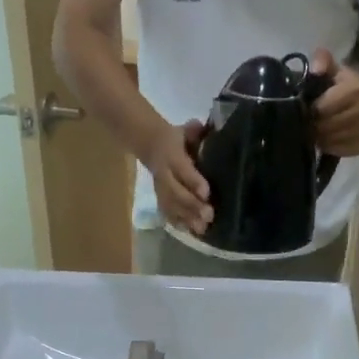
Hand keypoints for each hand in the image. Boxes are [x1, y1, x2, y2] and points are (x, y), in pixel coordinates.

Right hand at [145, 120, 212, 234]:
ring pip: (171, 205)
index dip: (193, 181)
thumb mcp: (183, 131)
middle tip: (209, 215)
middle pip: (176, 192)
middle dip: (192, 205)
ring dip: (186, 218)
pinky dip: (177, 222)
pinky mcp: (159, 196)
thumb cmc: (175, 138)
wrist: (149, 144)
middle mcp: (164, 173)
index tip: (206, 193)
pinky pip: (166, 211)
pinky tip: (189, 231)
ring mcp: (160, 187)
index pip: (182, 169)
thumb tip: (208, 127)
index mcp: (171, 154)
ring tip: (201, 228)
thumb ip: (194, 131)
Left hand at [309, 48, 358, 156]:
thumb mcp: (339, 69)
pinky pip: (336, 150)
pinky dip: (327, 145)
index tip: (304, 107)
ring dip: (317, 136)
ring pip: (328, 140)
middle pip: (323, 126)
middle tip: (305, 120)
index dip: (310, 108)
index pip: (322, 108)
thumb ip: (324, 63)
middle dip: (311, 124)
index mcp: (356, 91)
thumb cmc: (354, 86)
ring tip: (313, 128)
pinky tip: (324, 138)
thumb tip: (315, 68)